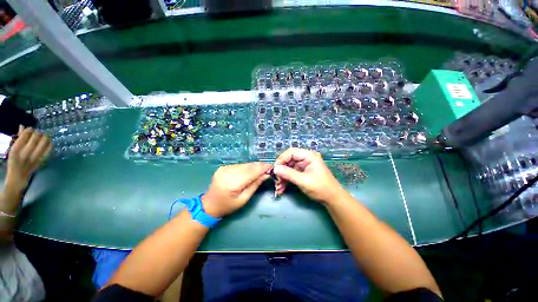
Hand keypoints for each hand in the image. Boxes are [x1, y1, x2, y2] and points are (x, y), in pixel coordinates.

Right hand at [6, 126, 51, 191]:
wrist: (18, 175)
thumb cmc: (14, 160)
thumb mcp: (13, 148)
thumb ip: (19, 137)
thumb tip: (22, 126)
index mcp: (16, 149)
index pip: (25, 135)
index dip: (29, 130)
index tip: (31, 129)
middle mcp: (25, 153)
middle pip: (35, 138)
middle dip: (38, 133)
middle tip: (38, 132)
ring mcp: (34, 158)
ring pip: (43, 143)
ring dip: (45, 137)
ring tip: (44, 135)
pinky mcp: (41, 161)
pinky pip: (49, 150)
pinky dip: (50, 144)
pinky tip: (49, 142)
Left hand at [202, 162, 271, 217]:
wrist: (209, 204)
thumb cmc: (228, 205)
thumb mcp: (244, 199)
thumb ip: (255, 185)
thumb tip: (266, 175)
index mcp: (233, 183)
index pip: (252, 172)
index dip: (262, 168)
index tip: (272, 167)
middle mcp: (228, 173)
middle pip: (248, 166)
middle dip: (260, 166)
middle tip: (269, 167)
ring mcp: (225, 168)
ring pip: (244, 164)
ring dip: (254, 166)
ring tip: (262, 168)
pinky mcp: (224, 167)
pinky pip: (239, 165)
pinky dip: (247, 167)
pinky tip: (251, 170)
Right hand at [273, 148, 345, 203]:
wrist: (332, 199)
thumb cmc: (321, 188)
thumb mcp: (303, 181)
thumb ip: (289, 174)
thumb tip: (275, 169)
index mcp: (309, 156)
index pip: (291, 152)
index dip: (281, 159)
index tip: (275, 169)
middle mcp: (305, 159)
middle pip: (288, 160)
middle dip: (281, 171)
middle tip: (275, 180)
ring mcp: (303, 166)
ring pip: (288, 168)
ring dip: (282, 177)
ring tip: (278, 188)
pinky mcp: (302, 173)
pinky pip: (290, 174)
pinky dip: (286, 180)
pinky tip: (281, 189)